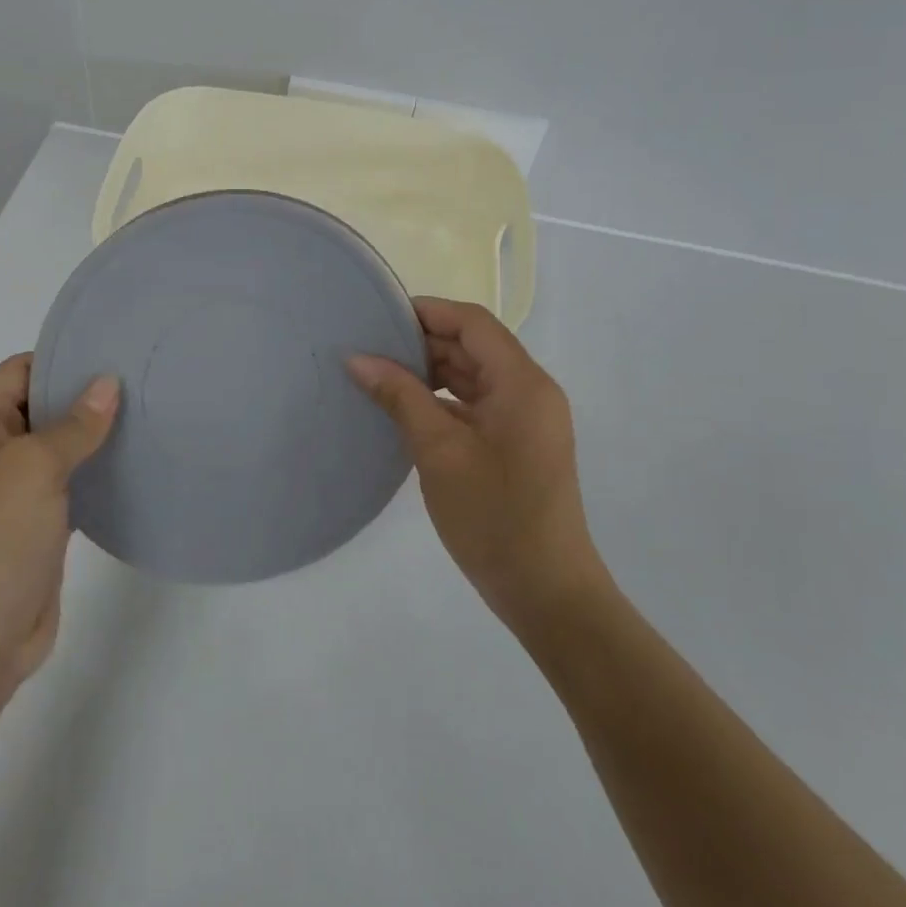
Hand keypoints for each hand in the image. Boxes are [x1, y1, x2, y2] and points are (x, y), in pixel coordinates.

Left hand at [0, 355, 118, 690]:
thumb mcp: (33, 468)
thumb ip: (74, 424)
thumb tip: (107, 383)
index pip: (21, 370)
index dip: (64, 358)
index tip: (115, 351)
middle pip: (41, 406)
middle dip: (86, 395)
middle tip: (142, 380)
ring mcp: (12, 492)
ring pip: (59, 447)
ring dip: (95, 436)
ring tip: (148, 415)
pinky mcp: (35, 527)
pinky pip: (70, 485)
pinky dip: (96, 473)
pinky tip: (134, 464)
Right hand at [349, 298, 605, 635]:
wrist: (548, 595)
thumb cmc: (494, 517)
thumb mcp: (439, 451)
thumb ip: (400, 396)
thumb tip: (358, 358)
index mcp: (522, 383)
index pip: (472, 323)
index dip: (427, 312)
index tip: (380, 317)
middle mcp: (530, 391)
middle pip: (473, 346)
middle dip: (423, 343)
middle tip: (370, 349)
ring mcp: (526, 420)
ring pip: (473, 376)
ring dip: (431, 373)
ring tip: (380, 376)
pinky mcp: (517, 444)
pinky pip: (476, 405)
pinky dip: (442, 401)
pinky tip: (405, 411)